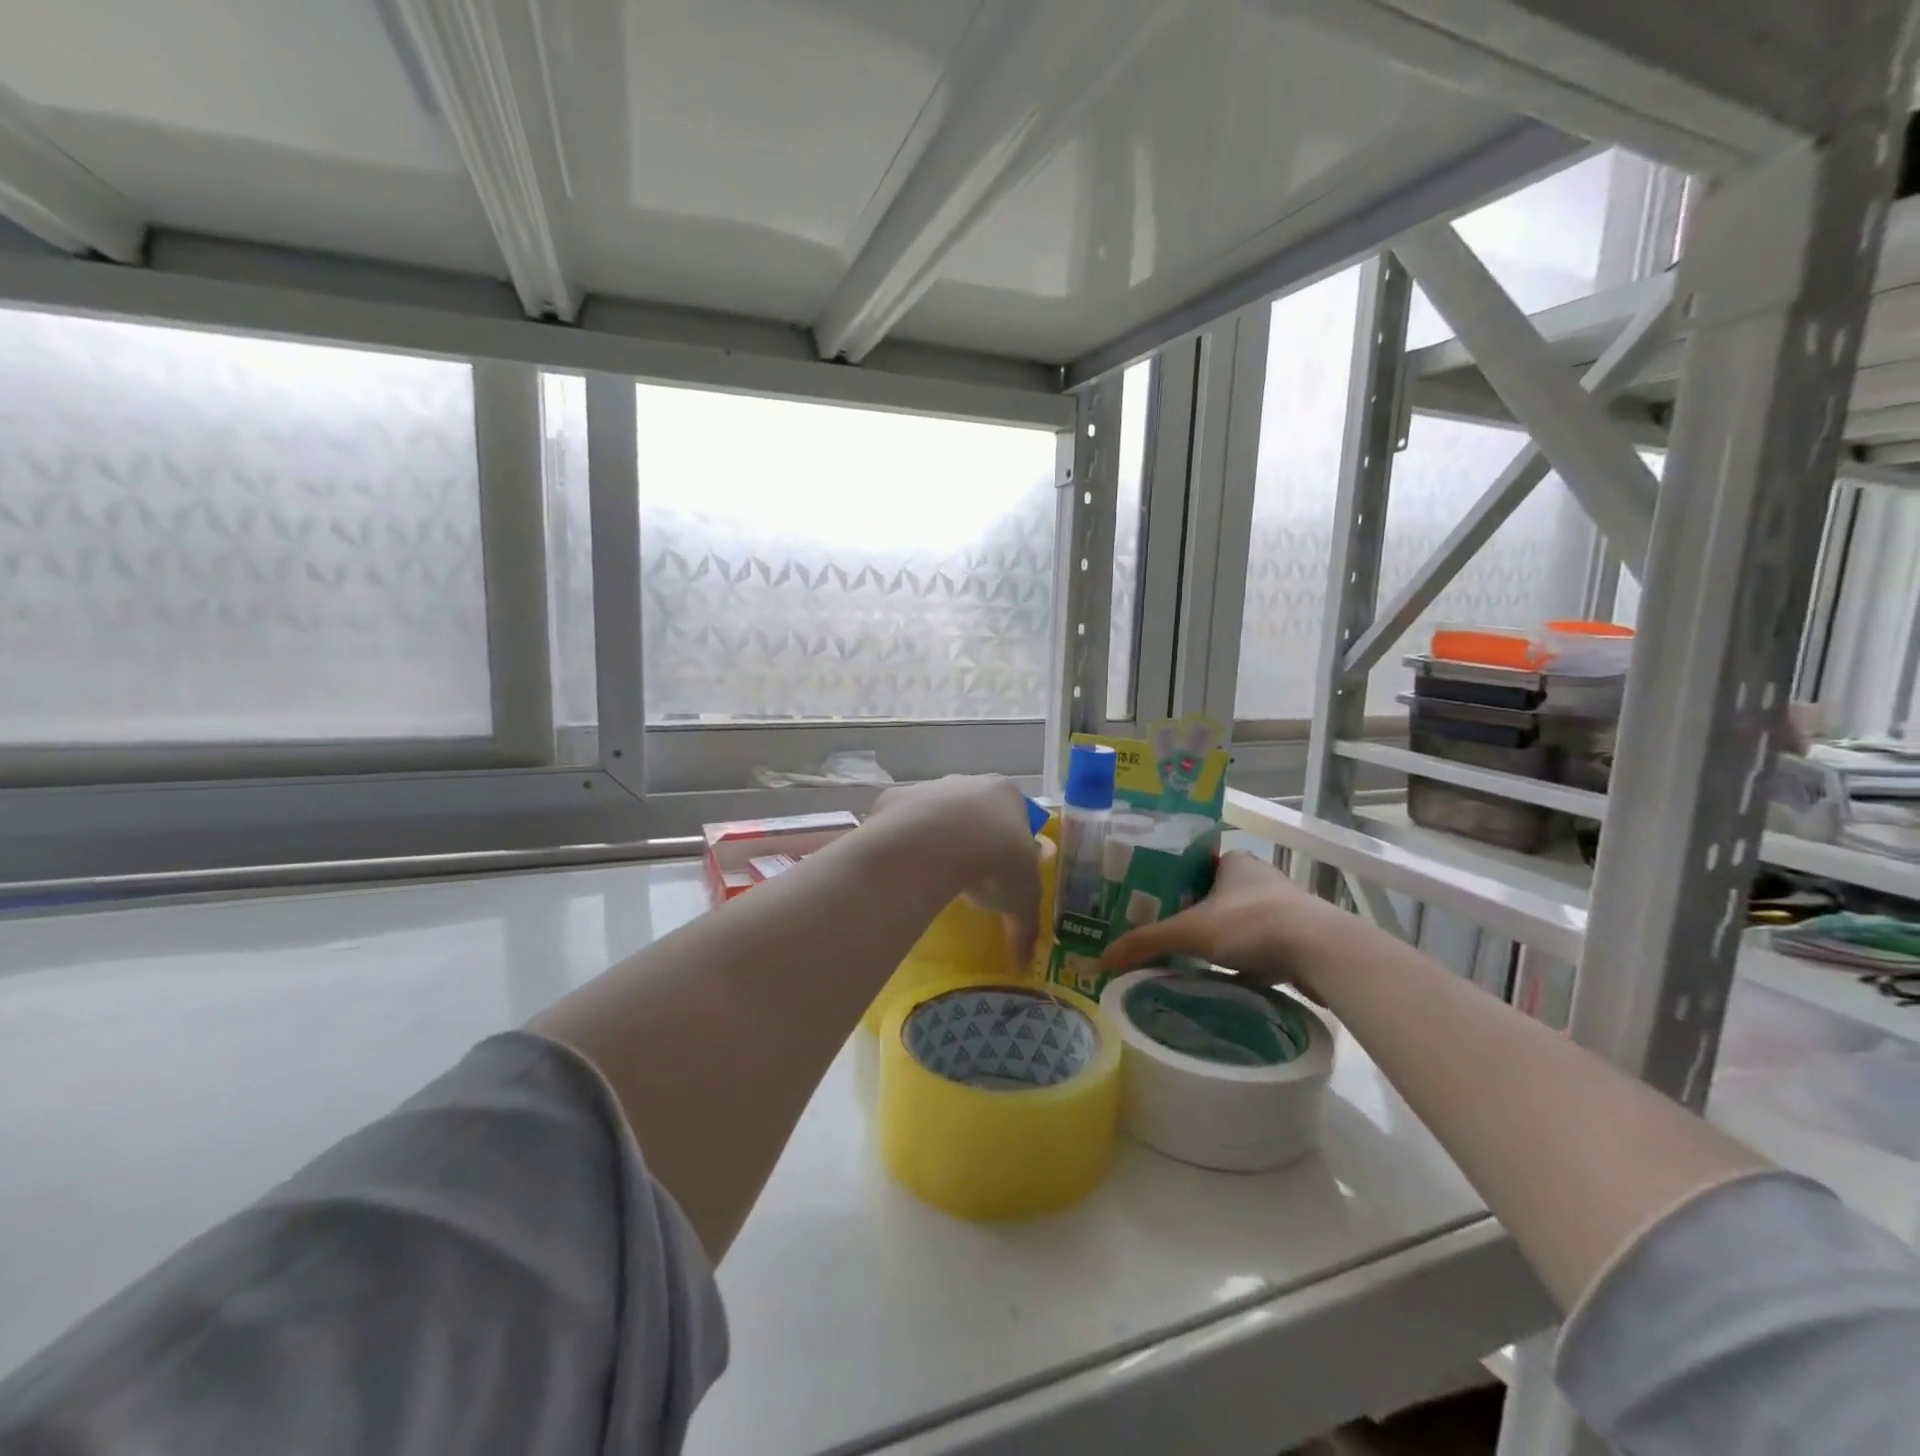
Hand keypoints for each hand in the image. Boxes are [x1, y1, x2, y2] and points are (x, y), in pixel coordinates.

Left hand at [869, 776, 1042, 964]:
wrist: (936, 844)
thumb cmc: (996, 861)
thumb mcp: (1023, 899)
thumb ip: (1026, 926)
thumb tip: (1025, 960)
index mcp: (1007, 794)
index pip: (1016, 817)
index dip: (1011, 845)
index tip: (1004, 873)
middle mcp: (969, 782)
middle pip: (975, 811)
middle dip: (973, 839)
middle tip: (971, 877)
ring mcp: (929, 787)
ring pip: (936, 815)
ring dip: (937, 839)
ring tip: (936, 877)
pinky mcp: (895, 800)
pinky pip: (902, 824)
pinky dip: (905, 843)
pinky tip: (907, 869)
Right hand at [1100, 851, 1353, 991]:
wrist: (1323, 953)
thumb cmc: (1252, 925)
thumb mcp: (1190, 932)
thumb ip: (1146, 942)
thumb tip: (1099, 960)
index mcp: (1233, 861)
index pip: (1191, 867)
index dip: (1168, 885)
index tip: (1147, 906)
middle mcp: (1258, 877)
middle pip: (1213, 896)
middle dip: (1191, 916)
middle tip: (1162, 936)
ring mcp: (1282, 907)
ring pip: (1237, 921)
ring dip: (1218, 938)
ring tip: (1187, 959)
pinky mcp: (1298, 936)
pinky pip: (1258, 944)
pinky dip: (1242, 958)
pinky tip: (1224, 975)